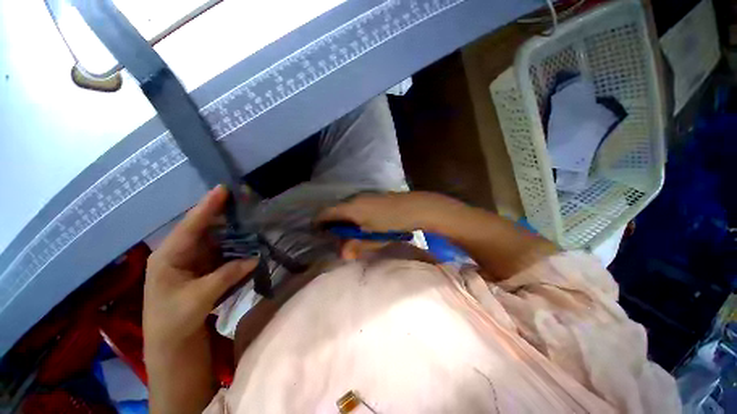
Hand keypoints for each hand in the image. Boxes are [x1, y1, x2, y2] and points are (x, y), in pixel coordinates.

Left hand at [143, 185, 256, 350]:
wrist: (170, 345)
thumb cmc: (173, 321)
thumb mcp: (198, 298)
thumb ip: (227, 275)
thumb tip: (255, 257)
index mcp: (169, 256)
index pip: (191, 226)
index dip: (207, 207)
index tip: (223, 188)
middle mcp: (180, 253)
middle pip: (204, 228)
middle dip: (223, 214)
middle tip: (244, 201)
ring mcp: (193, 261)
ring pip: (215, 240)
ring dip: (233, 231)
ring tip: (251, 218)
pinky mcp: (204, 269)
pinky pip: (222, 253)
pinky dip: (236, 247)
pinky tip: (248, 241)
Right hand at [316, 191, 466, 233]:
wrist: (415, 207)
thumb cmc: (392, 223)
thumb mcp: (373, 238)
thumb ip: (356, 245)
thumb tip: (342, 253)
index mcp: (350, 208)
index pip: (326, 212)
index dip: (318, 222)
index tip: (317, 233)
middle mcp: (354, 198)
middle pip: (335, 209)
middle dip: (331, 223)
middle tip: (334, 237)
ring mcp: (364, 196)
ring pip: (346, 207)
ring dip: (343, 219)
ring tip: (347, 232)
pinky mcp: (372, 196)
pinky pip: (355, 205)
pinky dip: (352, 215)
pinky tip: (361, 224)